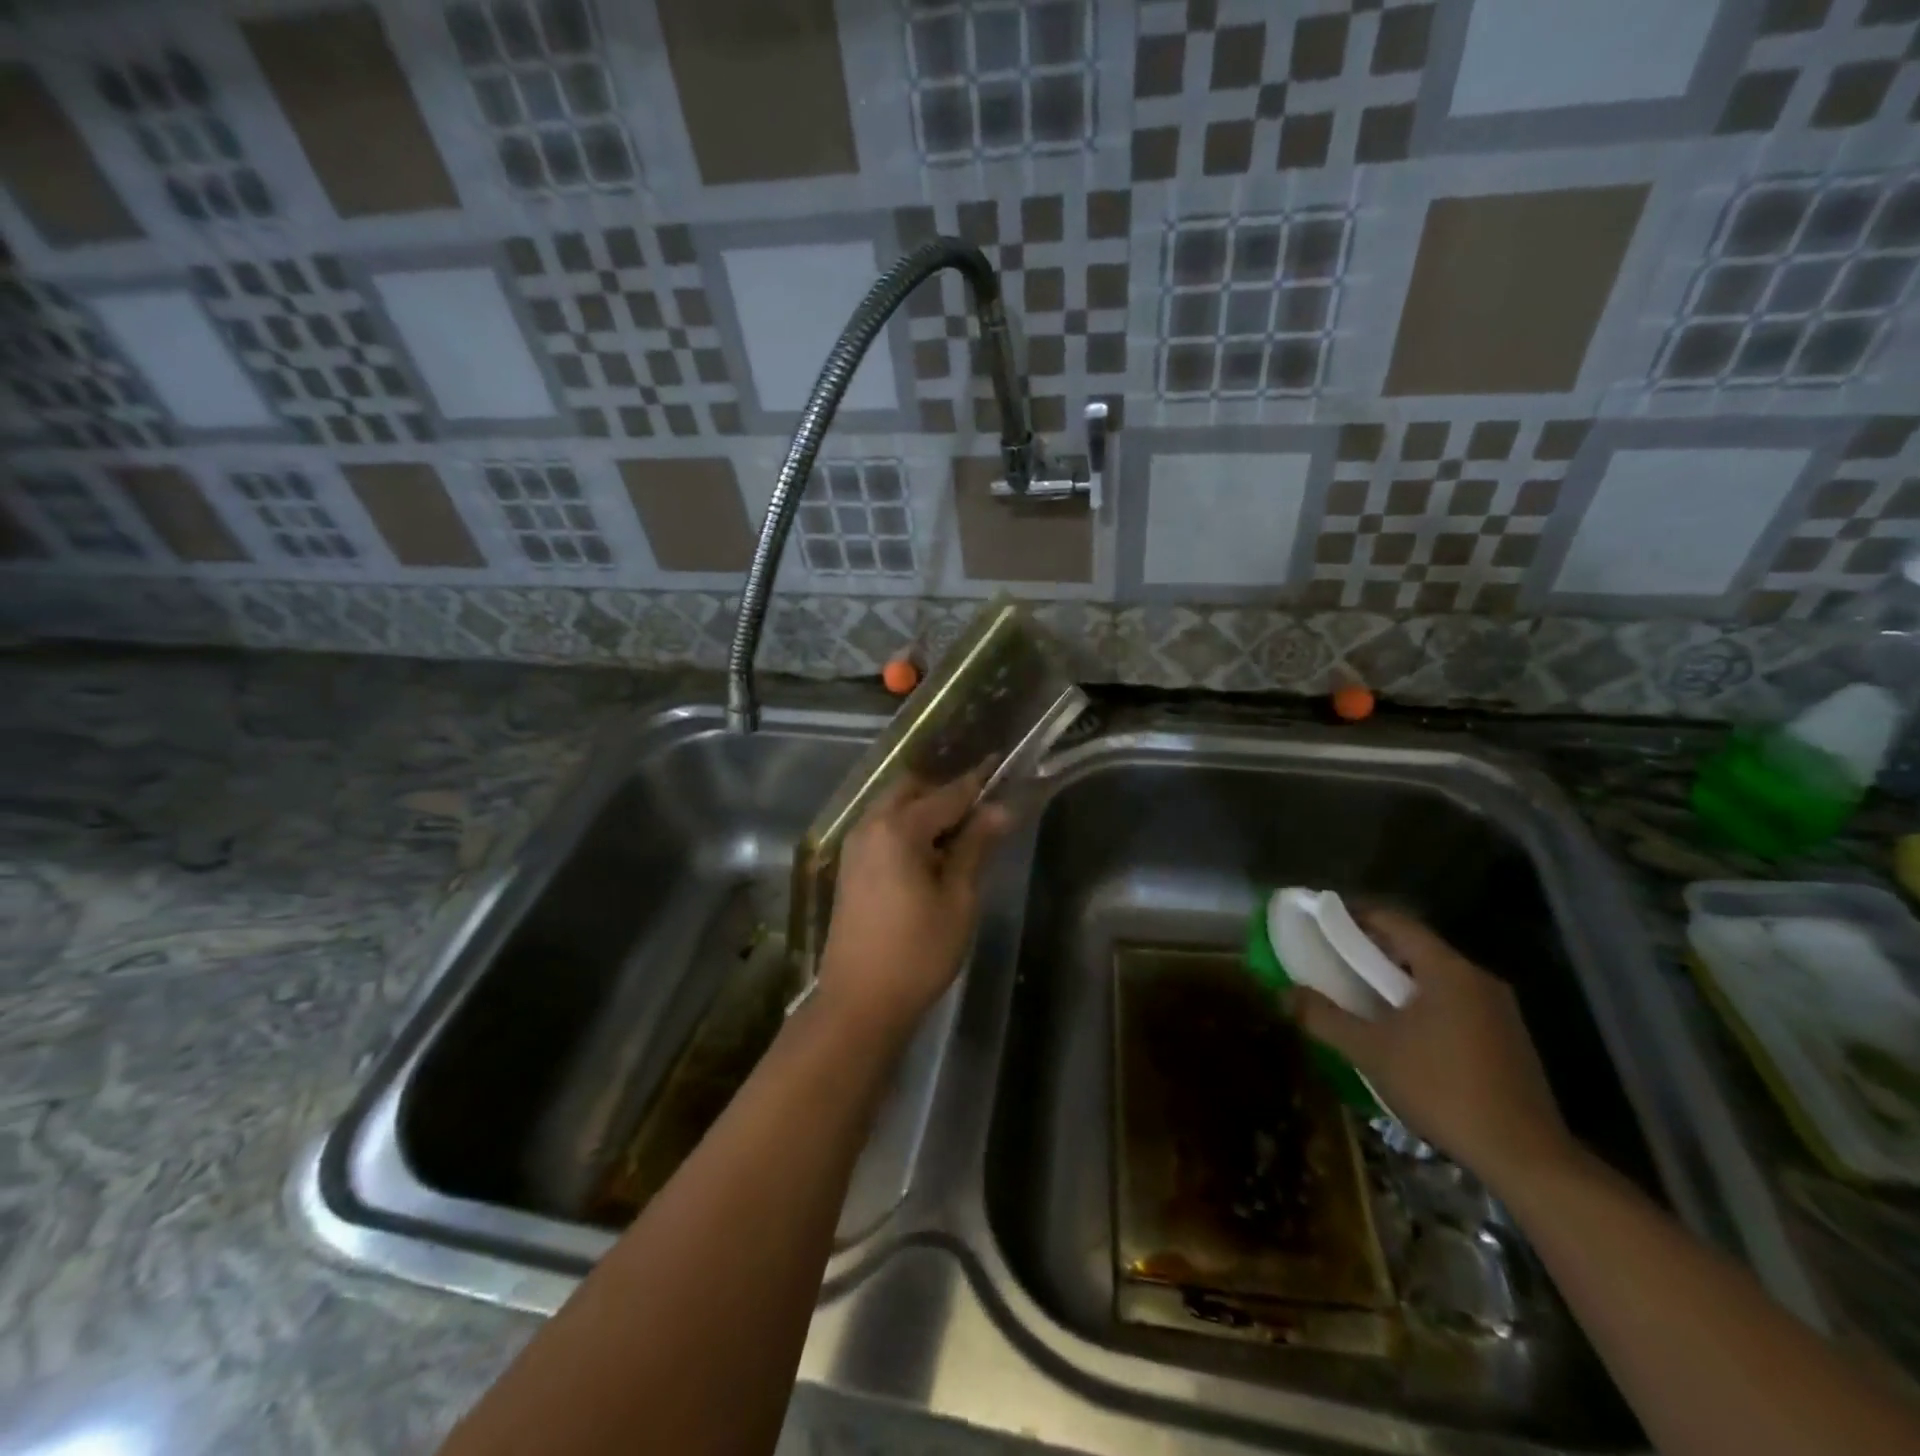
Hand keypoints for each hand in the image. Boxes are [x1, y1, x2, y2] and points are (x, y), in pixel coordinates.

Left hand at [815, 766, 1011, 1044]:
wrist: (859, 1003)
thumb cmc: (917, 952)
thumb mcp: (958, 899)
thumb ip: (975, 847)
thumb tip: (1000, 809)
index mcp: (898, 829)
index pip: (947, 794)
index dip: (977, 781)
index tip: (1000, 764)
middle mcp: (870, 825)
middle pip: (912, 789)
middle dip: (945, 792)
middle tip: (980, 810)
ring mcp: (855, 845)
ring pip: (894, 808)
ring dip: (925, 810)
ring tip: (960, 834)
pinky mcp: (850, 866)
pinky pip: (882, 829)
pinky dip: (907, 828)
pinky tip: (931, 854)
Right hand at [1289, 908, 1574, 1189]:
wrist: (1525, 1157)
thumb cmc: (1441, 1089)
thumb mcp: (1370, 1052)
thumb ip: (1324, 1018)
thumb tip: (1283, 994)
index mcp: (1447, 969)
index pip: (1395, 921)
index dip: (1355, 916)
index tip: (1322, 921)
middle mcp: (1478, 978)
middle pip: (1416, 947)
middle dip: (1372, 950)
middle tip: (1334, 960)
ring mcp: (1499, 1009)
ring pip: (1436, 976)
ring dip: (1397, 979)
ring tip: (1361, 995)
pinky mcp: (1509, 1038)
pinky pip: (1455, 1002)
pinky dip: (1422, 1002)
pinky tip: (1402, 1031)